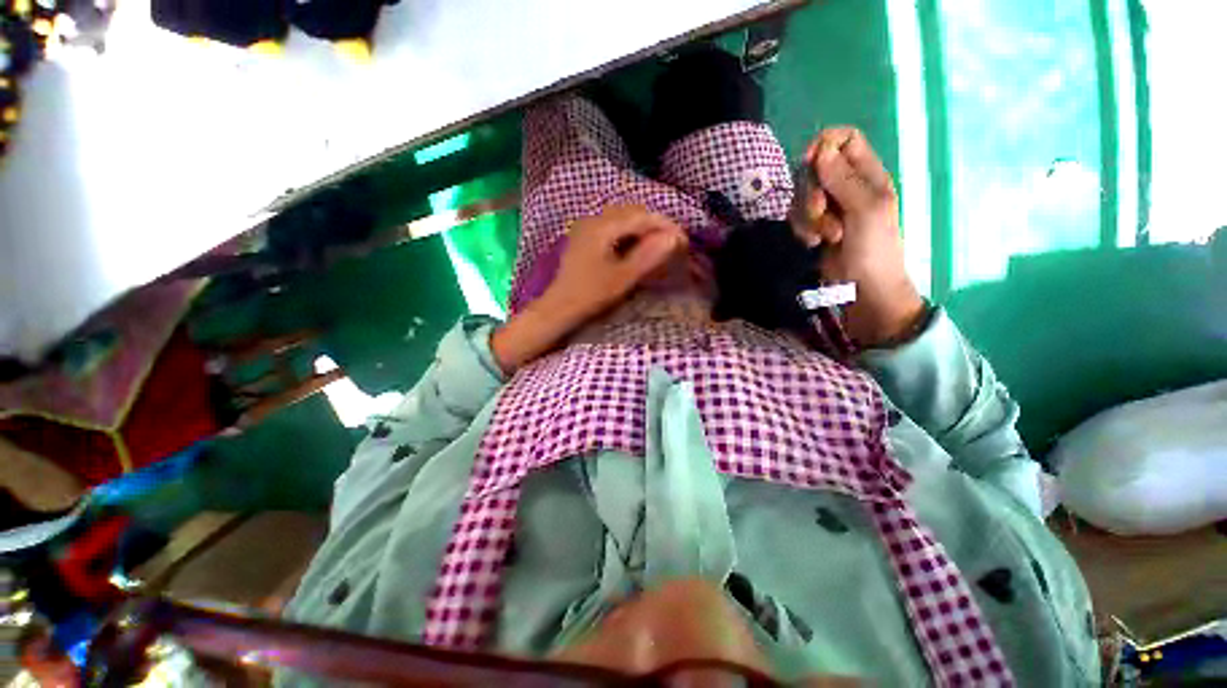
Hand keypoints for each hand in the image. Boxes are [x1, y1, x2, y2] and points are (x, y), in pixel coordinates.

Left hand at [492, 204, 687, 371]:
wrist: (559, 307)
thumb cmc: (590, 295)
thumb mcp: (622, 278)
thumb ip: (647, 256)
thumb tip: (674, 238)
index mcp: (602, 227)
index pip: (641, 216)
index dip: (665, 226)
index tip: (683, 240)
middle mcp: (594, 219)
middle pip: (632, 212)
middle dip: (655, 225)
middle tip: (672, 243)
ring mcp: (587, 226)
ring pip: (623, 218)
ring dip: (643, 228)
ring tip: (657, 246)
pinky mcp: (585, 236)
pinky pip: (613, 226)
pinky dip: (629, 233)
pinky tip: (636, 247)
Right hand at [793, 128, 925, 346]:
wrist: (863, 288)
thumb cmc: (874, 248)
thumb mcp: (865, 209)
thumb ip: (843, 178)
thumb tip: (821, 150)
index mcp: (868, 175)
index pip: (846, 140)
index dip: (825, 145)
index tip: (810, 162)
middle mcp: (847, 187)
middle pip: (816, 168)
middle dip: (811, 190)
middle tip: (820, 211)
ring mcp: (829, 208)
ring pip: (802, 195)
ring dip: (807, 216)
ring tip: (825, 236)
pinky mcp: (814, 226)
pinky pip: (797, 217)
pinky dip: (803, 230)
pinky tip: (814, 243)